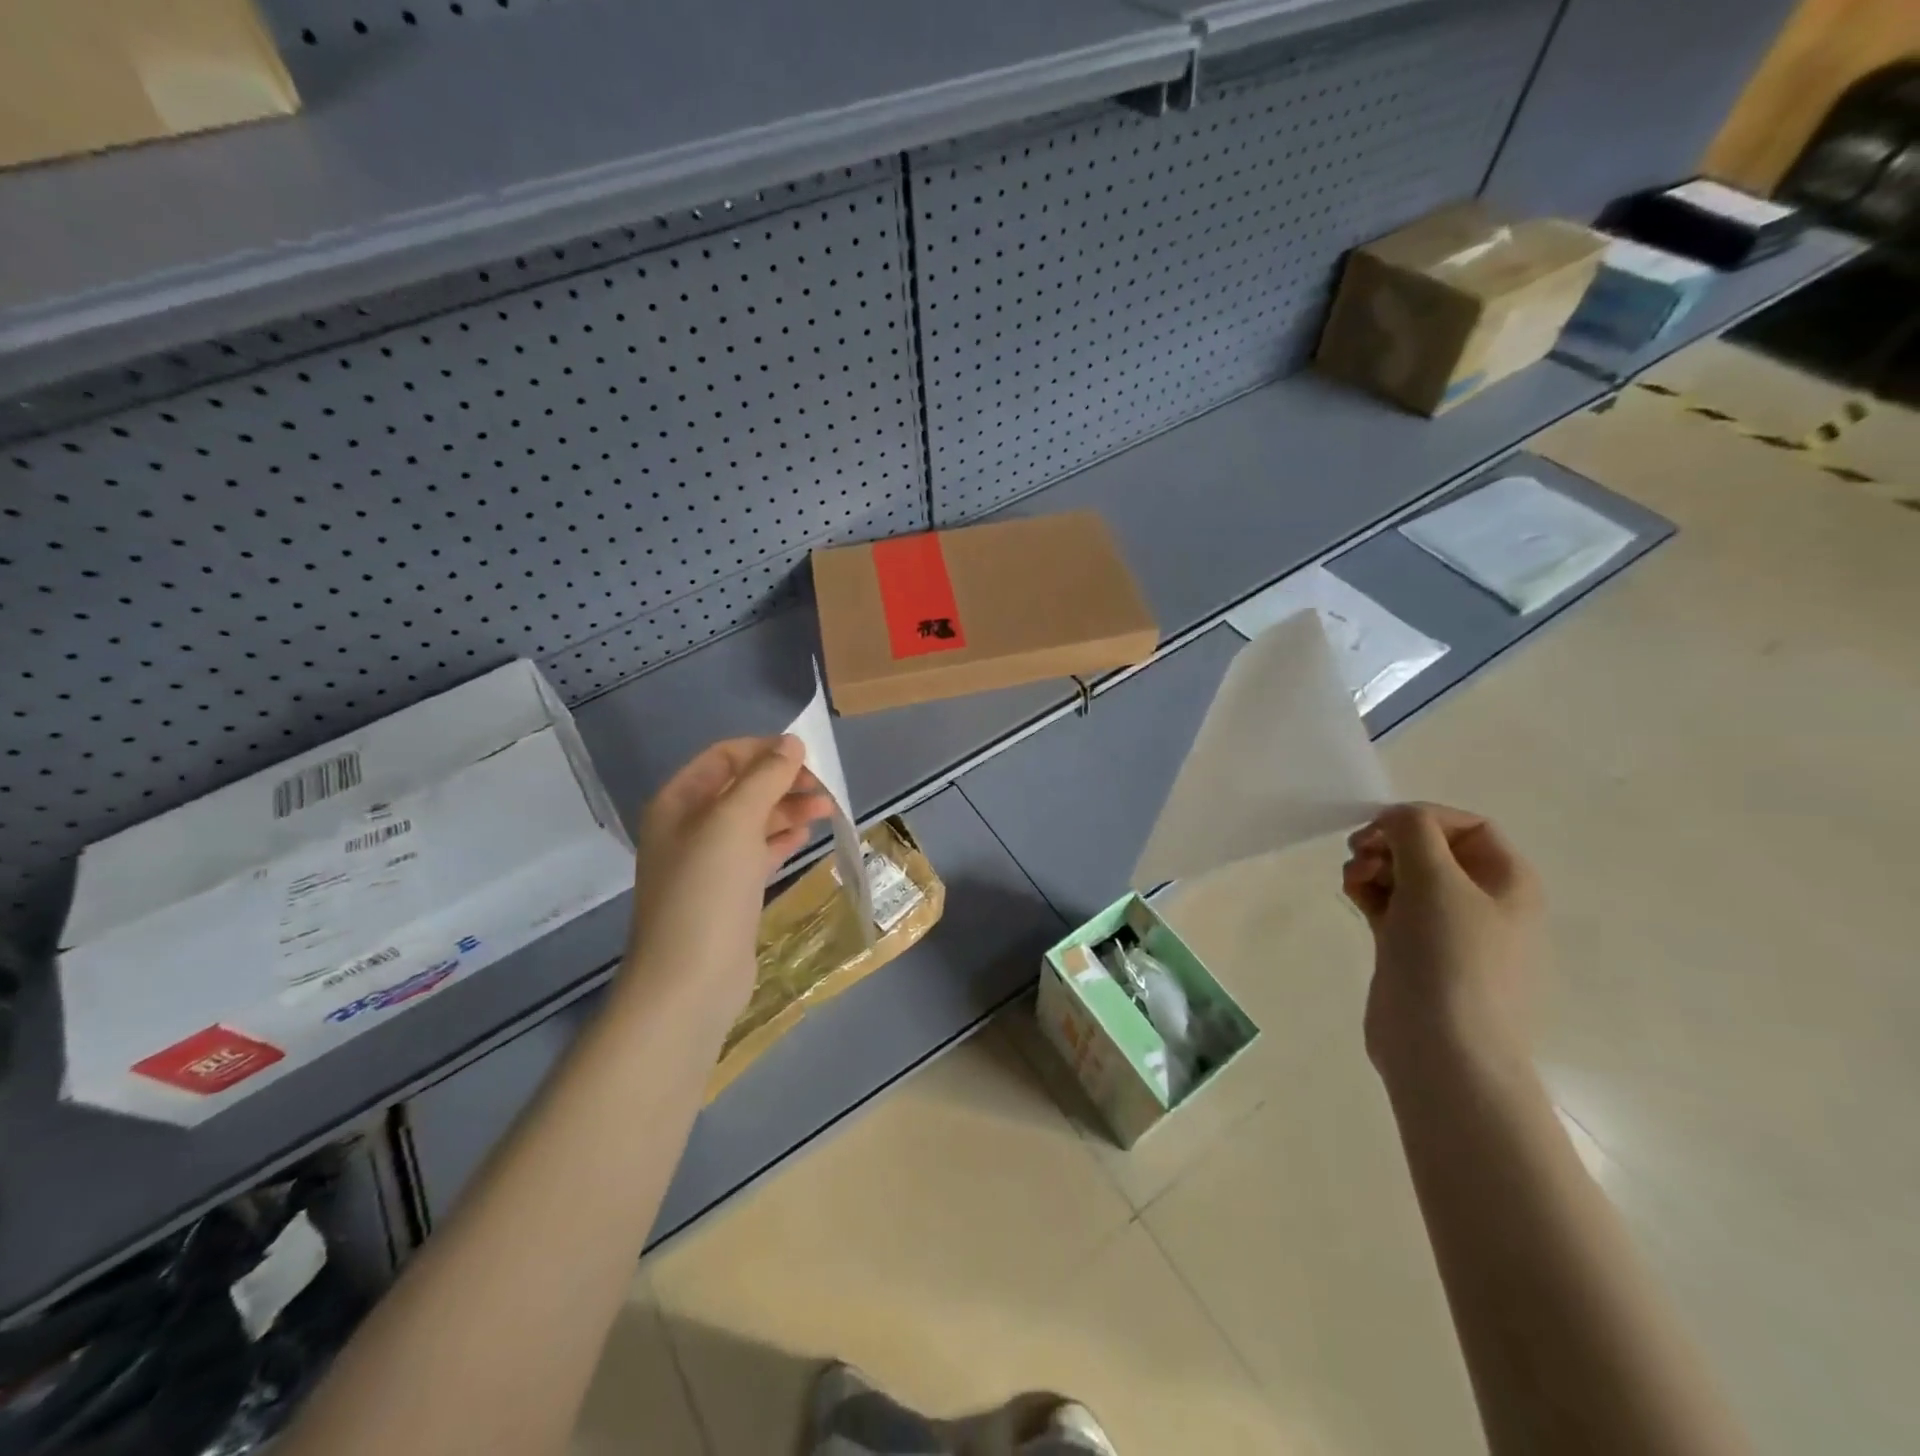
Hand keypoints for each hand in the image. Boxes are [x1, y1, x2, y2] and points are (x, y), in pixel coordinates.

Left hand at [623, 736, 834, 1024]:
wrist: (690, 980)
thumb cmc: (707, 890)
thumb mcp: (735, 821)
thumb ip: (765, 777)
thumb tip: (791, 742)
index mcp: (677, 802)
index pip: (724, 757)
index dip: (765, 750)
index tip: (808, 756)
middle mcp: (688, 827)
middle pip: (741, 788)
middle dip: (782, 781)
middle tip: (824, 787)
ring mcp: (707, 862)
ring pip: (753, 820)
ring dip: (788, 809)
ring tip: (828, 809)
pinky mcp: (727, 892)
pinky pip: (757, 852)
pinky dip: (782, 839)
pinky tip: (806, 837)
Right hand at [1342, 803, 1543, 1081]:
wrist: (1442, 1049)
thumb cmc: (1450, 957)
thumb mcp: (1436, 880)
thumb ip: (1413, 832)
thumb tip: (1396, 819)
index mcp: (1508, 883)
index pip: (1467, 826)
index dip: (1421, 818)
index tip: (1379, 829)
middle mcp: (1484, 902)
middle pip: (1432, 849)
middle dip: (1390, 842)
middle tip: (1359, 853)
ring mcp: (1448, 930)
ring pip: (1406, 877)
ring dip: (1374, 865)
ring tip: (1353, 880)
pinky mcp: (1415, 951)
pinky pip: (1392, 906)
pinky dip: (1370, 893)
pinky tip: (1352, 896)